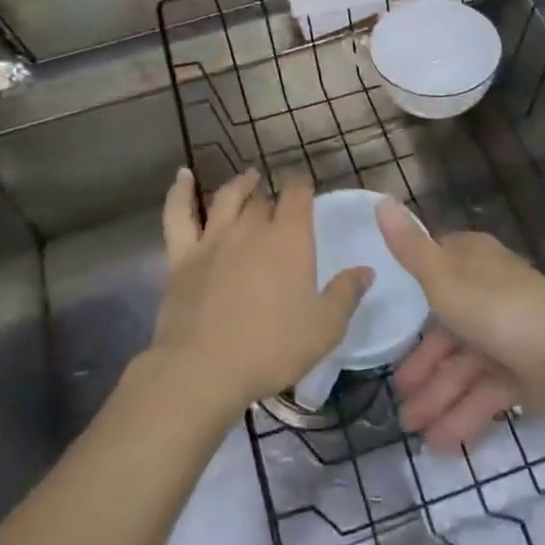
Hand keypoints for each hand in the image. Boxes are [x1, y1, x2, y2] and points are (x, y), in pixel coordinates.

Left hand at [150, 169, 371, 417]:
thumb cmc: (271, 348)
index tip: (307, 189)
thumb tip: (366, 269)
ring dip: (240, 185)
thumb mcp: (324, 328)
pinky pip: (178, 215)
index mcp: (289, 239)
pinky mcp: (182, 256)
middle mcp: (251, 228)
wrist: (203, 368)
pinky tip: (183, 176)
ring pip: (227, 199)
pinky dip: (180, 192)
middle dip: (274, 200)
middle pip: (264, 202)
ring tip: (248, 177)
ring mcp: (213, 239)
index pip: (298, 196)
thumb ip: (346, 294)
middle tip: (281, 205)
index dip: (303, 188)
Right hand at [379, 201, 544, 447]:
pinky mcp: (525, 372)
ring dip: (438, 396)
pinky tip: (440, 443)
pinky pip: (485, 391)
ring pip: (464, 365)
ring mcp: (509, 333)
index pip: (436, 268)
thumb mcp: (441, 277)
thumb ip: (408, 248)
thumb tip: (381, 200)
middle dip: (422, 365)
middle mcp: (491, 291)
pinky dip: (463, 414)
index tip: (389, 322)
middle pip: (448, 326)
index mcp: (474, 261)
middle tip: (397, 398)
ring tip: (413, 431)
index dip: (412, 296)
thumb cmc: (496, 310)